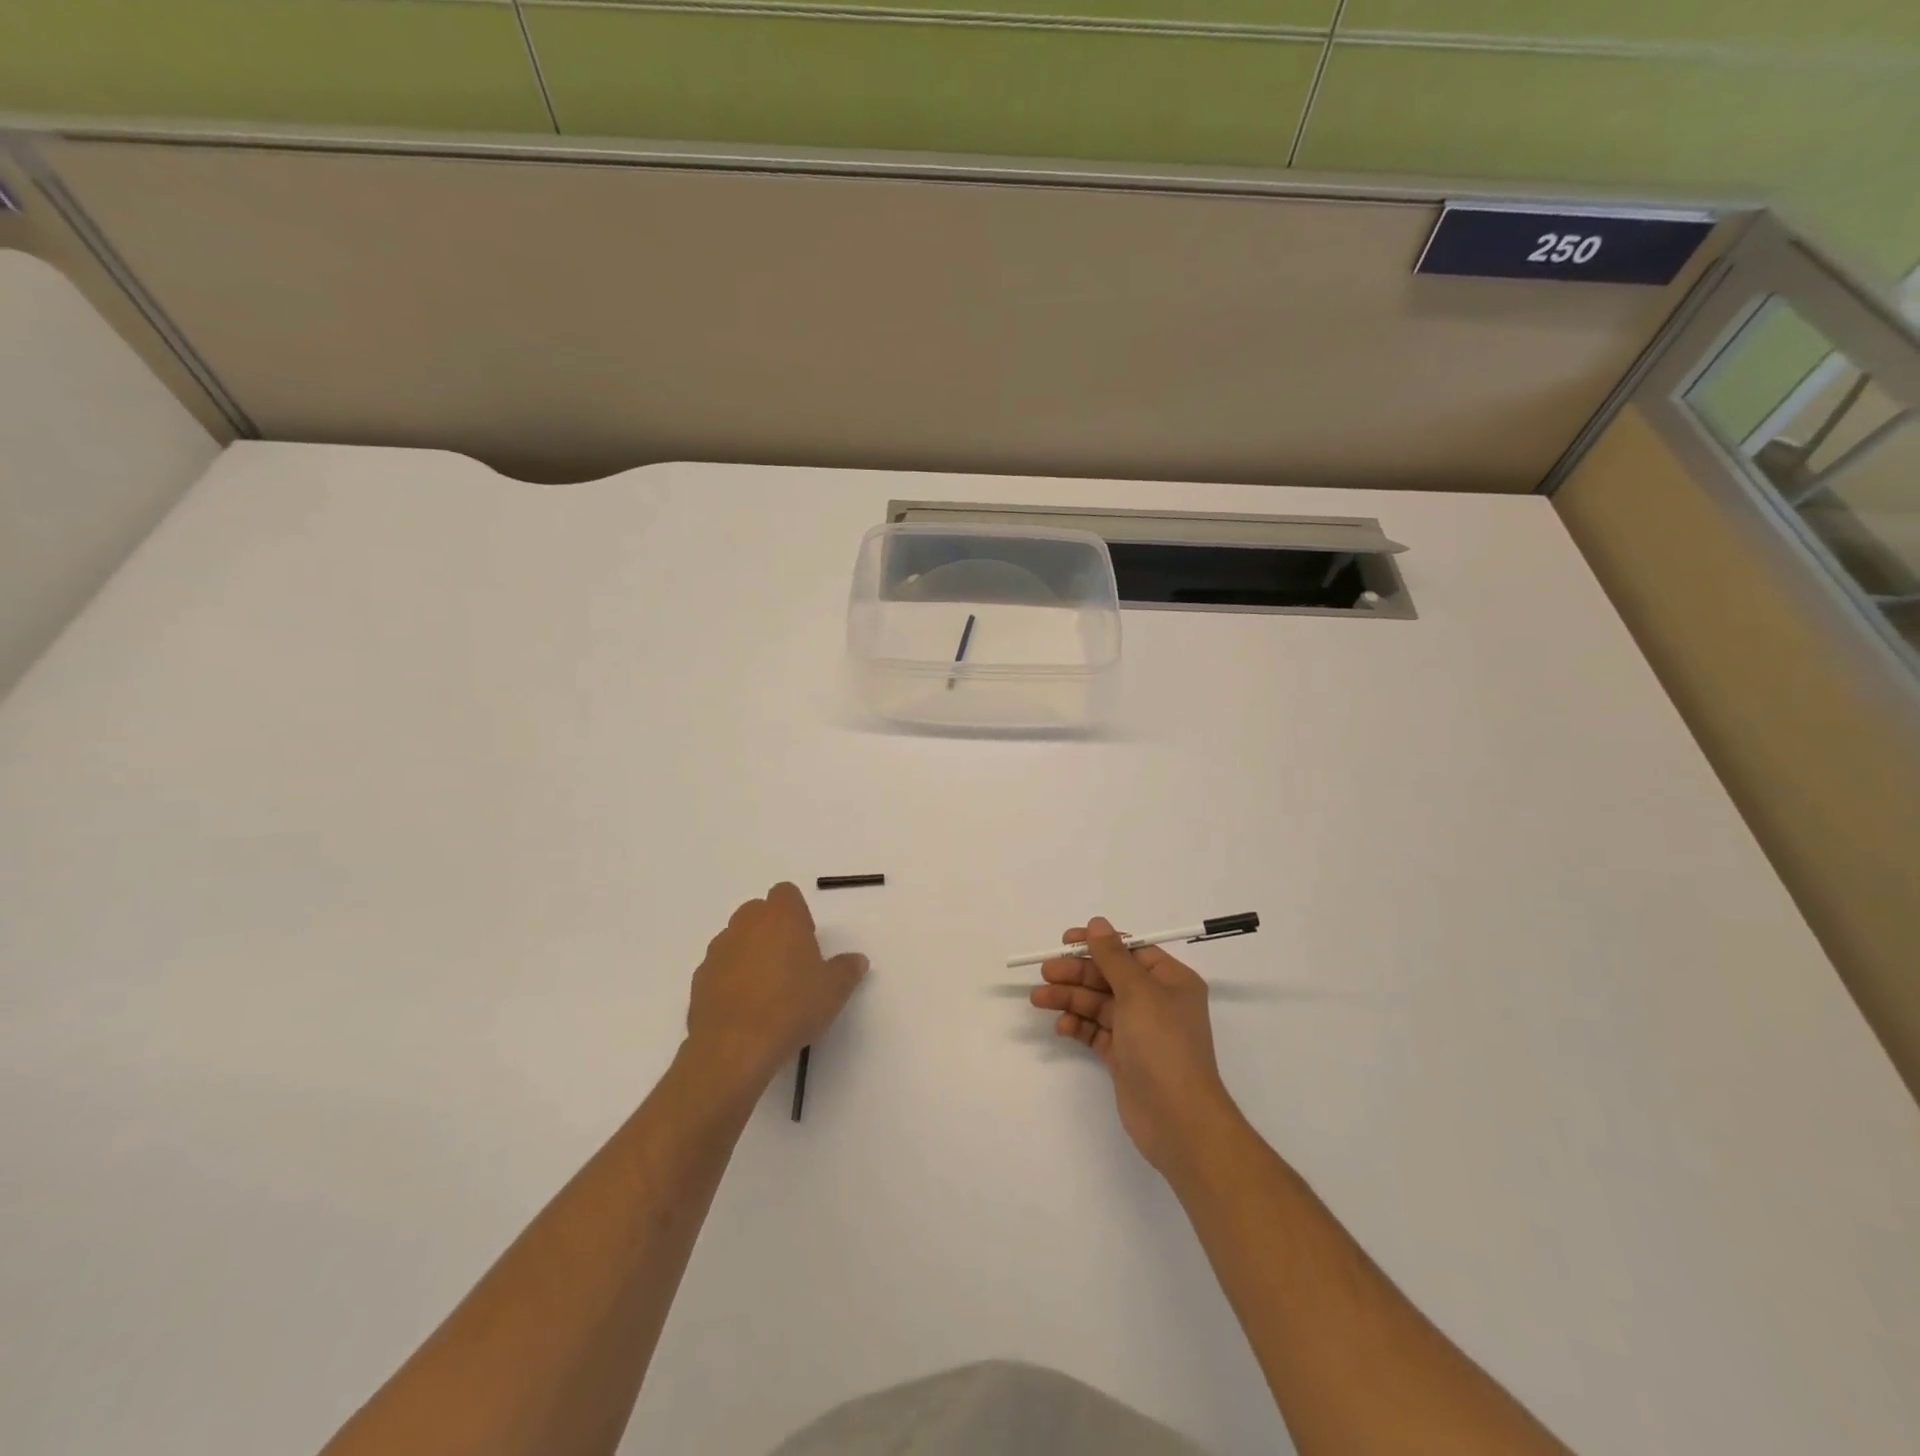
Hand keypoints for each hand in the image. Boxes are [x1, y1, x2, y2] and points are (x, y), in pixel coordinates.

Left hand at [685, 883, 867, 1090]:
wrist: (734, 1047)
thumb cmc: (792, 1007)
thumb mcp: (834, 990)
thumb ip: (847, 969)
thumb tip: (857, 960)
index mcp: (781, 916)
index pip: (786, 893)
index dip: (797, 913)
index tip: (806, 941)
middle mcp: (746, 924)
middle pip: (758, 913)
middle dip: (772, 931)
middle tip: (790, 965)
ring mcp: (718, 950)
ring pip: (736, 940)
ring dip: (749, 954)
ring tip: (766, 991)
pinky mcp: (699, 979)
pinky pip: (720, 968)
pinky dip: (730, 980)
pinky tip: (745, 1009)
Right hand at [1030, 916, 1240, 1179]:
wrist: (1178, 1120)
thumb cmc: (1163, 1046)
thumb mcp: (1138, 993)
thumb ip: (1113, 956)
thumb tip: (1097, 922)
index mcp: (1170, 980)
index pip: (1130, 951)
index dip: (1097, 944)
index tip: (1065, 941)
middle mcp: (1156, 1001)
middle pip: (1109, 977)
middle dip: (1077, 973)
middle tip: (1046, 973)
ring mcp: (1139, 1031)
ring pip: (1098, 1004)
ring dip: (1070, 998)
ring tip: (1039, 999)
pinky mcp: (1124, 1057)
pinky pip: (1096, 1031)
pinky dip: (1078, 1026)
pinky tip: (1061, 1026)